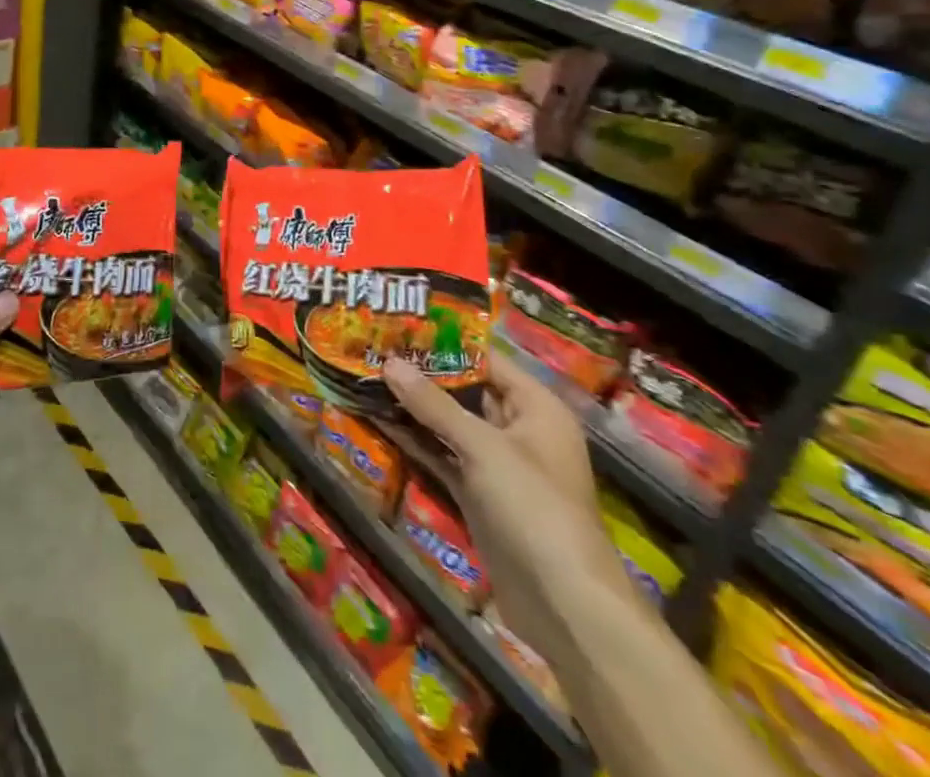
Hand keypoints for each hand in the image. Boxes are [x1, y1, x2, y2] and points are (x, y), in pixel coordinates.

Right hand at [386, 353, 626, 657]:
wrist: (563, 605)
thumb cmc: (533, 507)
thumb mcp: (482, 447)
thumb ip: (433, 405)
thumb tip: (389, 363)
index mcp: (535, 407)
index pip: (485, 360)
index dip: (444, 342)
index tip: (400, 324)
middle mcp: (518, 429)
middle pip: (465, 390)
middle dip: (421, 373)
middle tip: (374, 347)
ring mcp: (497, 465)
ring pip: (449, 424)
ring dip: (412, 407)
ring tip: (366, 377)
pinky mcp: (478, 494)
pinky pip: (442, 456)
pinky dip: (415, 440)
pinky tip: (378, 420)